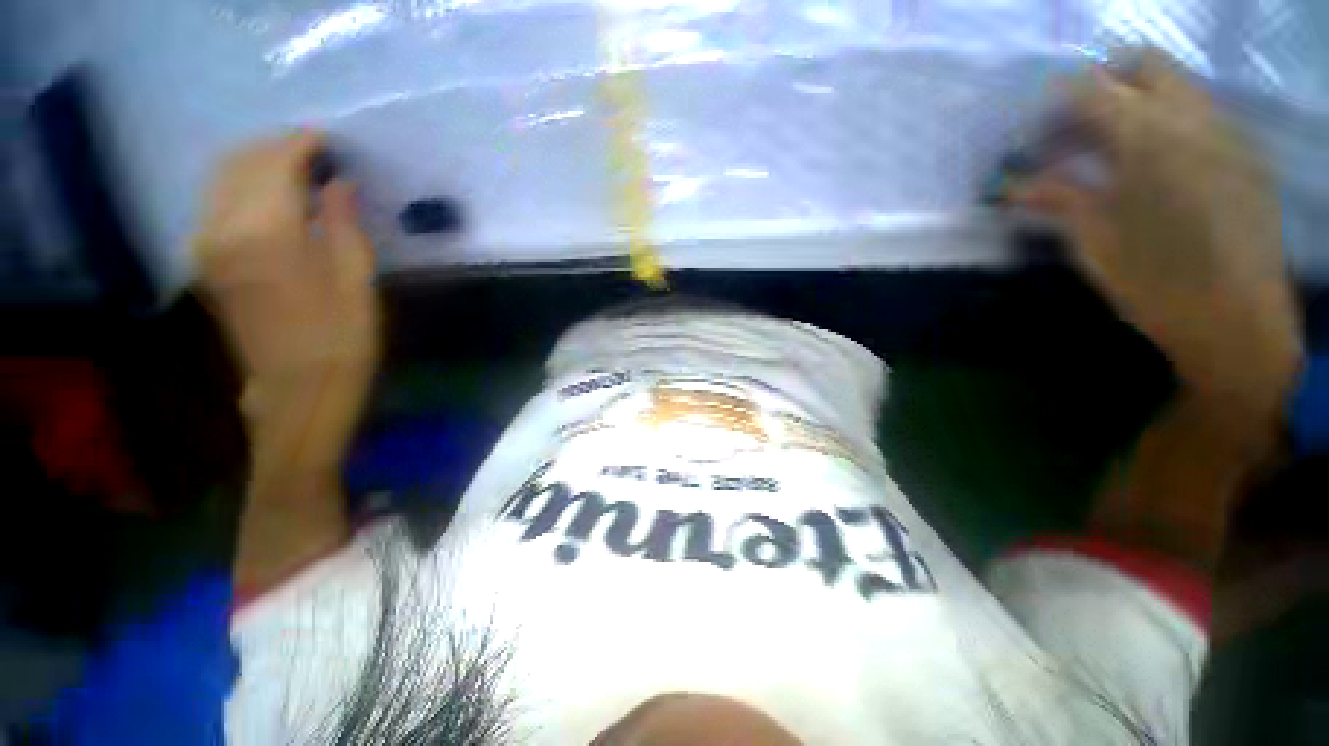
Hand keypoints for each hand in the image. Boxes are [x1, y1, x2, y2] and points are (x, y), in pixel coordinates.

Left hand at [195, 131, 378, 472]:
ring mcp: (205, 245)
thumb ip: (342, 223)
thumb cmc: (343, 339)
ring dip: (257, 164)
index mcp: (265, 233)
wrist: (298, 390)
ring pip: (221, 178)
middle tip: (316, 152)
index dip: (303, 144)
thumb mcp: (357, 280)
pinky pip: (217, 203)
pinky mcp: (204, 261)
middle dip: (276, 147)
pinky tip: (272, 196)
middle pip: (239, 162)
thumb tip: (338, 183)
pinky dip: (243, 186)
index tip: (330, 141)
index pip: (275, 162)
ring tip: (297, 169)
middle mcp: (222, 229)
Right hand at [1014, 51, 1301, 423]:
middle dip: (1103, 85)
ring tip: (1112, 152)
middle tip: (1077, 131)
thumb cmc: (1156, 284)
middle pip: (1142, 63)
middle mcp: (1192, 117)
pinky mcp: (1245, 152)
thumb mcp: (1092, 242)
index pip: (1089, 87)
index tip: (1035, 138)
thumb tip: (1012, 186)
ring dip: (1136, 103)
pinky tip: (1155, 167)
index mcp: (1148, 138)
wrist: (1239, 321)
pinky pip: (1200, 112)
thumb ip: (1056, 198)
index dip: (1054, 106)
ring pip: (1175, 83)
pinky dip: (1168, 123)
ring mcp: (1226, 131)